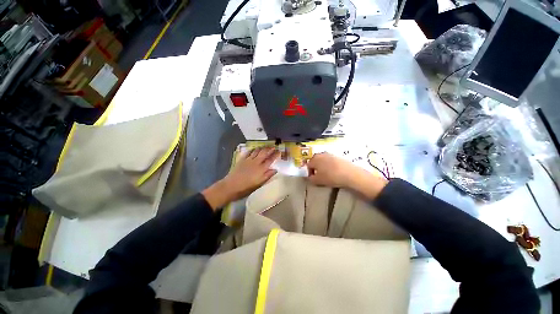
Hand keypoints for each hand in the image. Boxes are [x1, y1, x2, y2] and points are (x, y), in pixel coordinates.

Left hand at [202, 147, 279, 209]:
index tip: (279, 151)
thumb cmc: (247, 187)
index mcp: (261, 169)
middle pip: (264, 153)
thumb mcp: (259, 184)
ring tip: (265, 146)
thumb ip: (268, 176)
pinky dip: (253, 150)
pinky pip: (248, 152)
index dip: (275, 155)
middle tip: (273, 147)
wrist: (231, 186)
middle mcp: (256, 162)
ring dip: (262, 148)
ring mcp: (248, 160)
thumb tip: (275, 169)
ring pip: (257, 151)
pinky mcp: (242, 159)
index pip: (270, 159)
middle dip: (270, 149)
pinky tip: (254, 149)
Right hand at [306, 153, 387, 198]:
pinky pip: (330, 161)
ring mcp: (330, 154)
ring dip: (323, 167)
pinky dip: (330, 166)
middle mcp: (321, 154)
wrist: (350, 174)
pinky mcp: (338, 156)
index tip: (313, 178)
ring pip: (323, 161)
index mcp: (314, 159)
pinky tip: (334, 172)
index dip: (309, 172)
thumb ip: (311, 179)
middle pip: (315, 161)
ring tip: (327, 174)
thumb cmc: (331, 177)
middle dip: (316, 168)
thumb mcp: (318, 181)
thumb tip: (310, 177)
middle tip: (319, 176)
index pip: (308, 165)